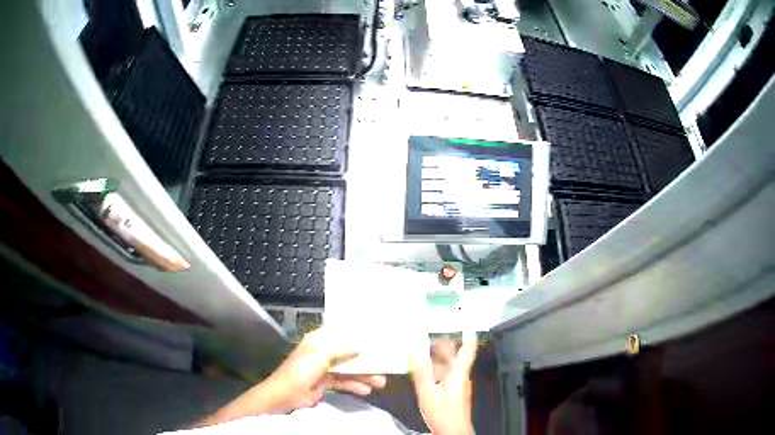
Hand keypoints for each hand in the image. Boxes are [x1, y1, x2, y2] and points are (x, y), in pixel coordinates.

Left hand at [195, 328, 385, 426]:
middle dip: (366, 358)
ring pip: (349, 368)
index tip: (377, 335)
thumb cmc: (301, 370)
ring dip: (364, 374)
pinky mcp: (325, 383)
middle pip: (349, 352)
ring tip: (381, 382)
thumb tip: (361, 344)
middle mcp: (322, 352)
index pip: (341, 332)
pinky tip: (367, 390)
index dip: (358, 333)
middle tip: (385, 362)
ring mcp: (324, 368)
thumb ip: (341, 348)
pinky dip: (355, 385)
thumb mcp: (321, 355)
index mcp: (319, 340)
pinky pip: (344, 381)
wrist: (286, 395)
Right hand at [411, 332, 478, 434]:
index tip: (464, 318)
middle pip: (457, 355)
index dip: (468, 332)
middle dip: (446, 342)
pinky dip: (436, 367)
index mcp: (459, 373)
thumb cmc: (443, 413)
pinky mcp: (453, 390)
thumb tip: (414, 352)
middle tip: (433, 329)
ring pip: (450, 364)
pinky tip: (424, 368)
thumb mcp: (427, 393)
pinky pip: (446, 373)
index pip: (468, 349)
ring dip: (439, 355)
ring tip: (423, 345)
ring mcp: (458, 383)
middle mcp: (461, 375)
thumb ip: (421, 373)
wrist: (452, 431)